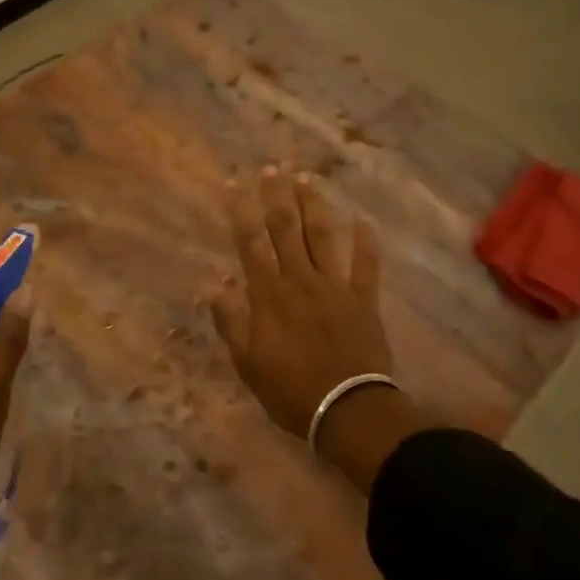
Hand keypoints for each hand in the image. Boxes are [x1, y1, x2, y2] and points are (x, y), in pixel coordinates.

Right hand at [210, 168, 422, 491]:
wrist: (346, 410)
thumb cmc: (289, 390)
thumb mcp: (247, 362)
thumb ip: (230, 320)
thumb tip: (213, 283)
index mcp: (269, 295)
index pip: (251, 243)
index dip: (243, 210)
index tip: (237, 183)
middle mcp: (301, 281)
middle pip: (287, 230)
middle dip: (278, 196)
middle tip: (274, 168)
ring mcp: (336, 288)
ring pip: (323, 238)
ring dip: (315, 207)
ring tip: (308, 180)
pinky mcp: (364, 301)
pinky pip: (366, 267)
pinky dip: (366, 244)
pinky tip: (364, 222)